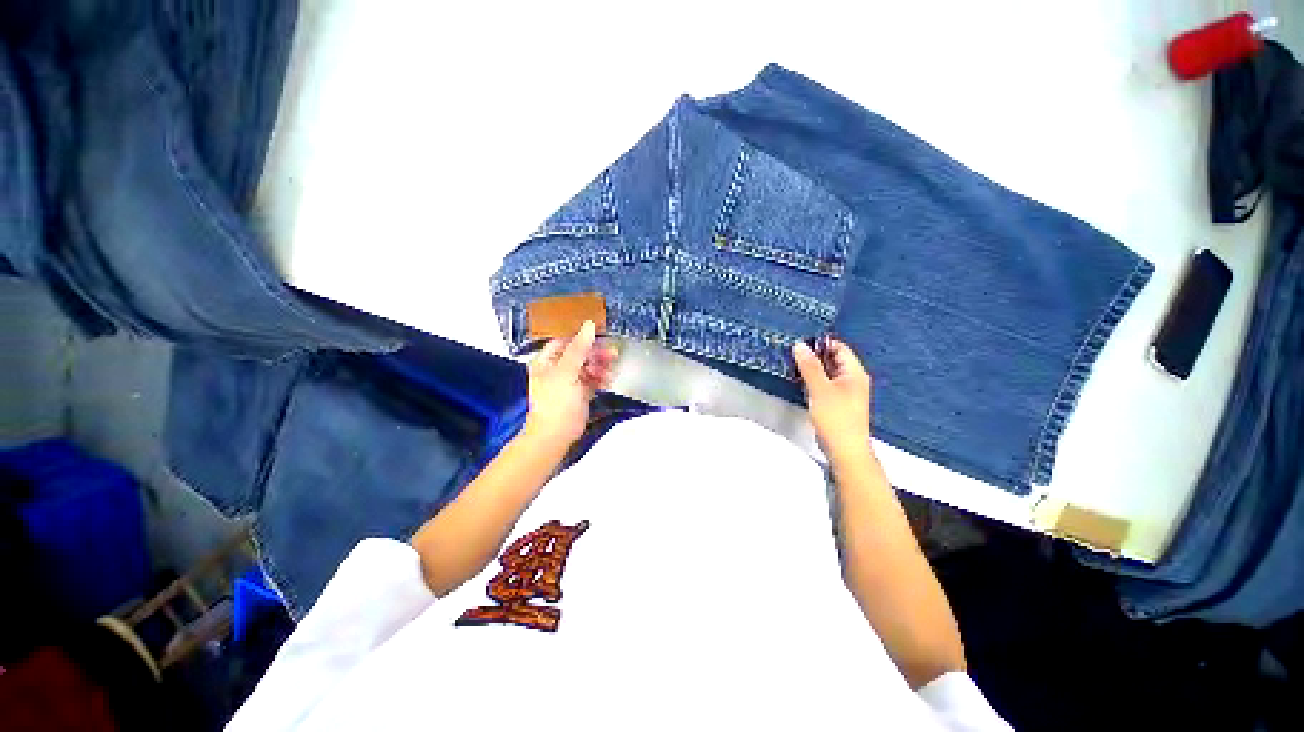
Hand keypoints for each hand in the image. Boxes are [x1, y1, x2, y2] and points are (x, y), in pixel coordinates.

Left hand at [523, 321, 617, 448]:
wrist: (556, 435)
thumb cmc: (556, 403)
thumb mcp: (567, 372)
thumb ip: (579, 349)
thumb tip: (589, 326)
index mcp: (546, 361)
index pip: (564, 342)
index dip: (581, 339)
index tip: (599, 338)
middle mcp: (556, 369)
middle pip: (579, 354)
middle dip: (595, 355)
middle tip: (612, 354)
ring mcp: (568, 382)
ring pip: (587, 367)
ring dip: (600, 367)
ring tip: (610, 372)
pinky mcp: (579, 394)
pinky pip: (591, 380)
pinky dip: (599, 379)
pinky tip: (607, 381)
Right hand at [793, 338, 872, 459]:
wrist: (845, 450)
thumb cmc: (836, 417)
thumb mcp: (820, 389)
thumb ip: (810, 366)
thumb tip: (800, 345)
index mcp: (854, 373)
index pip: (839, 348)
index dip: (821, 344)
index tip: (800, 344)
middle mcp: (853, 380)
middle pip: (833, 360)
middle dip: (814, 357)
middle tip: (792, 355)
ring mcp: (845, 393)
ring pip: (827, 374)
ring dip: (812, 370)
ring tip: (793, 367)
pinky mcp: (837, 404)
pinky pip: (825, 386)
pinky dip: (813, 382)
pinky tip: (800, 384)